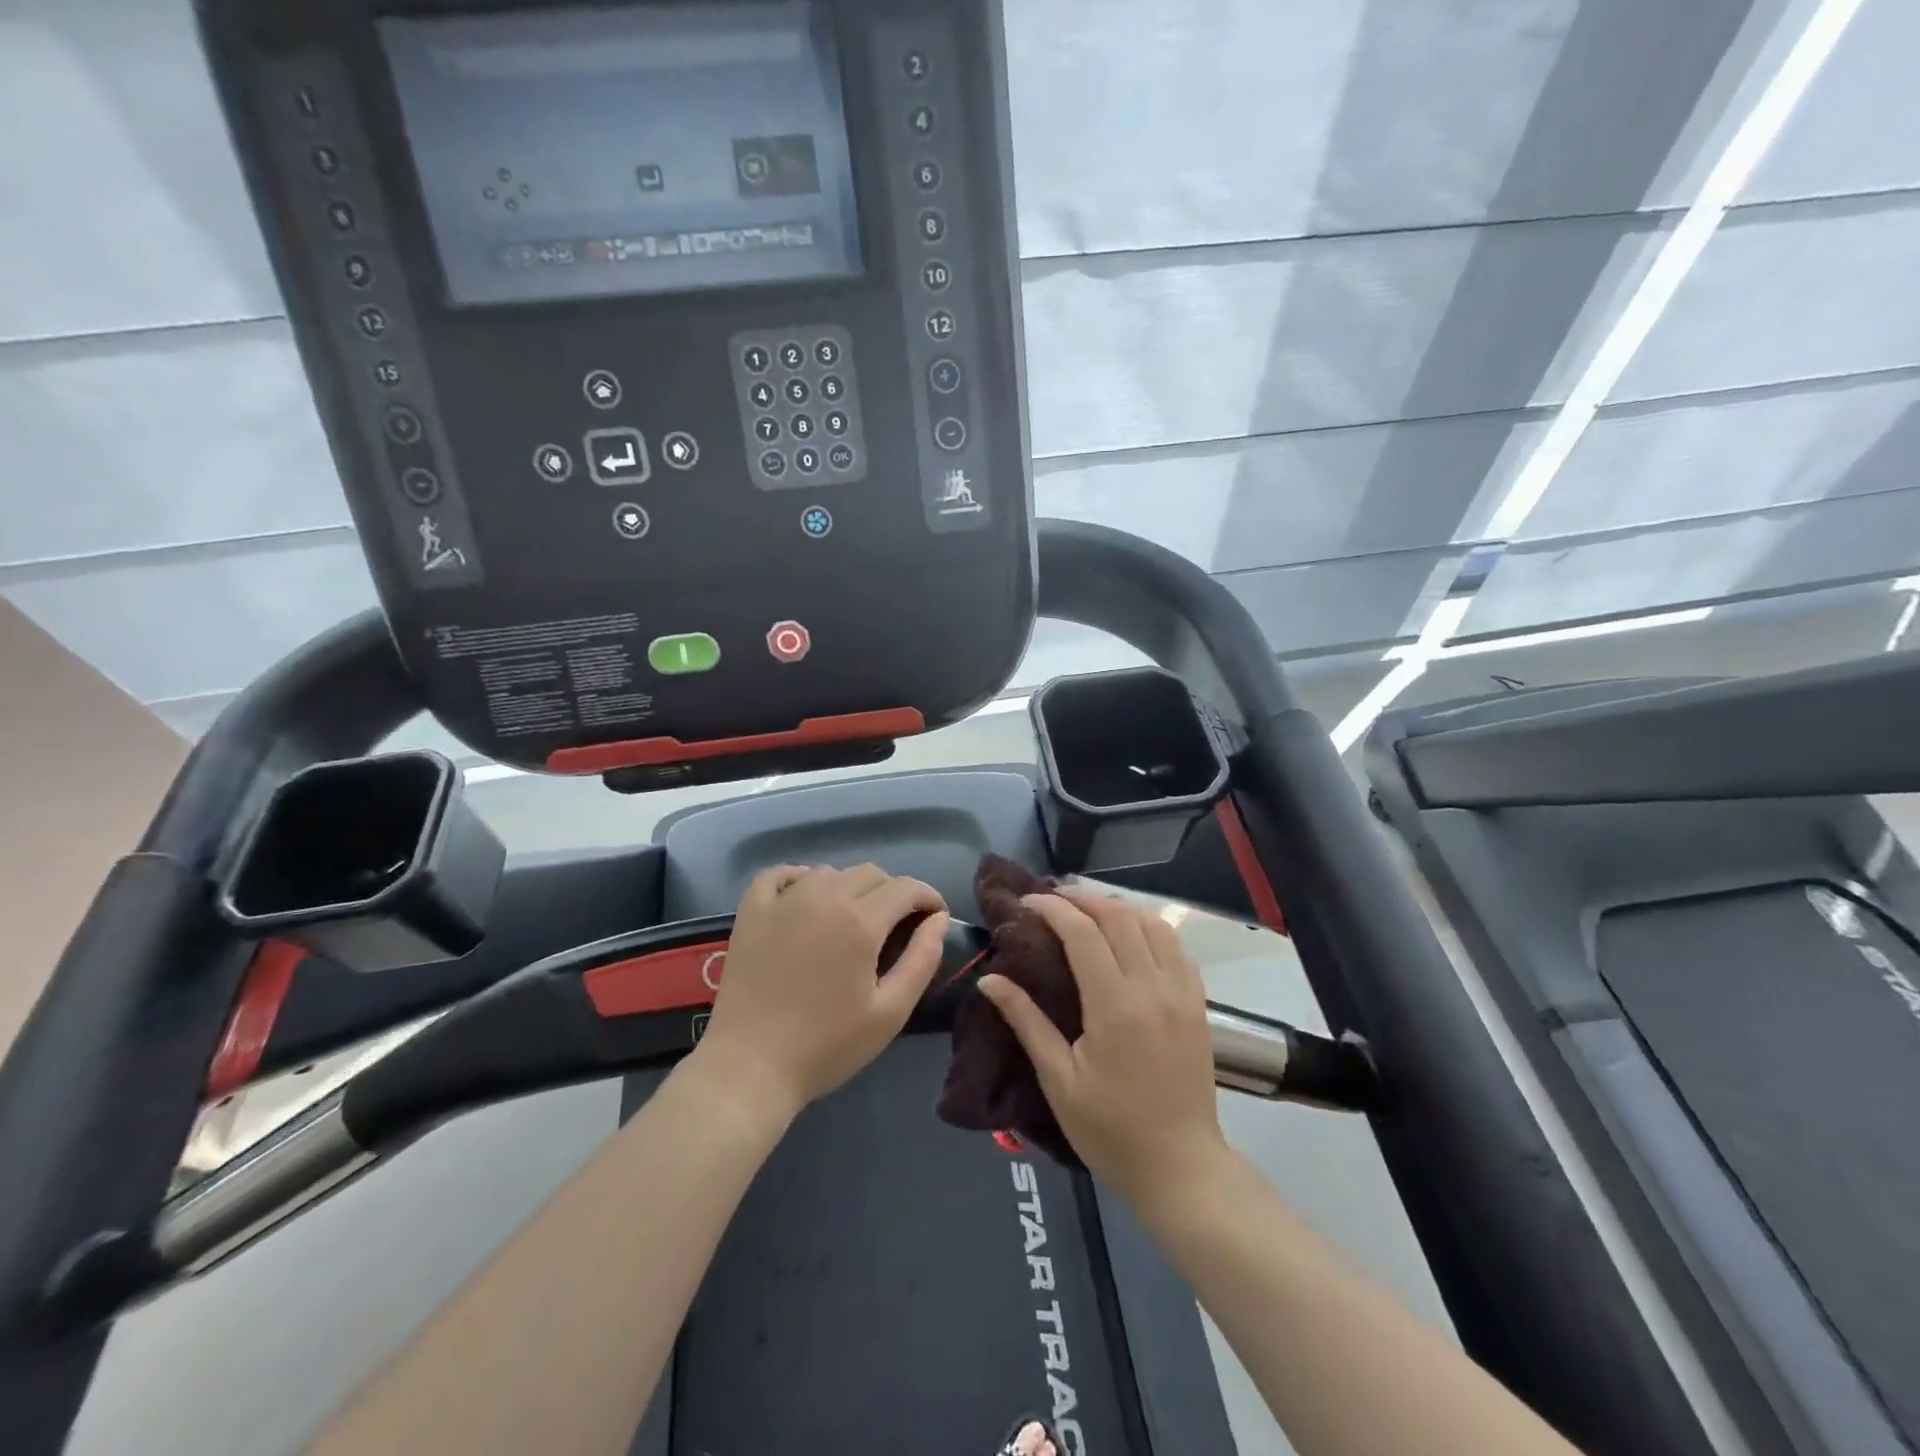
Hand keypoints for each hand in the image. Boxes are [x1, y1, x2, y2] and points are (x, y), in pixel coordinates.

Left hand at [693, 864, 948, 1123]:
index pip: (906, 887)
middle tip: (896, 926)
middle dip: (893, 893)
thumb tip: (938, 919)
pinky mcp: (752, 911)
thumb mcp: (890, 1012)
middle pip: (870, 873)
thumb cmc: (827, 1046)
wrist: (750, 1067)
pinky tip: (805, 898)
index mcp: (860, 921)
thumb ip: (922, 959)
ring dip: (850, 887)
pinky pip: (779, 874)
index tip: (934, 916)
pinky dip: (799, 878)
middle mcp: (824, 897)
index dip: (928, 897)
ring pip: (830, 872)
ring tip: (852, 919)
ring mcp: (783, 901)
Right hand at [979, 887, 1230, 1211]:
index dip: (1052, 908)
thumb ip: (1026, 1021)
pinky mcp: (1198, 1003)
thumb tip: (990, 979)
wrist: (1180, 1167)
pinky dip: (1149, 927)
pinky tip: (1129, 936)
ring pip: (1152, 923)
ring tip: (1087, 909)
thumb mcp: (1058, 1080)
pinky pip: (1175, 946)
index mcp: (1115, 1005)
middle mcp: (1152, 987)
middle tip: (1052, 899)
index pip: (1083, 932)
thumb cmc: (1110, 1129)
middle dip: (1082, 898)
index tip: (1027, 901)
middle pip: (1118, 917)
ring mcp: (1181, 992)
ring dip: (1117, 907)